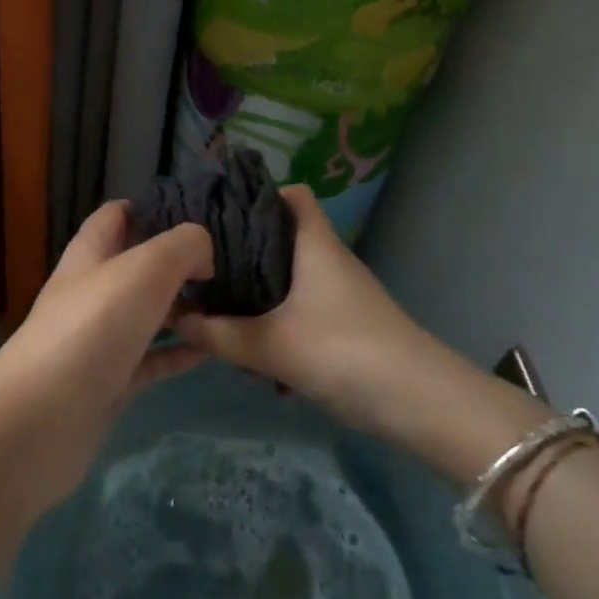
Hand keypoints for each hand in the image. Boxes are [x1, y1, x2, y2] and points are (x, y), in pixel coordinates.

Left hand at [0, 201, 212, 508]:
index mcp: (91, 253)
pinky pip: (153, 359)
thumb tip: (203, 255)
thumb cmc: (93, 326)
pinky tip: (215, 348)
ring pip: (149, 314)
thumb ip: (184, 246)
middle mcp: (93, 291)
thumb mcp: (145, 267)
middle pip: (138, 266)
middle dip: (180, 263)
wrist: (43, 418)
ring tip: (232, 303)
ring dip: (186, 309)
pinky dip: (181, 352)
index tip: (199, 214)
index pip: (117, 215)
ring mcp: (100, 339)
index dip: (153, 208)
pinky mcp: (111, 382)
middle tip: (230, 264)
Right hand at [175, 185, 467, 442]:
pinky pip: (301, 315)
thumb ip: (219, 334)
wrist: (421, 403)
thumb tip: (176, 318)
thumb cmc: (345, 352)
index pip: (293, 195)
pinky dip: (279, 331)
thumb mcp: (272, 345)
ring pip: (289, 284)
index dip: (259, 196)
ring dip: (258, 301)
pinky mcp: (346, 327)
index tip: (219, 216)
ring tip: (220, 318)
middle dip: (244, 256)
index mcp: (315, 245)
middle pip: (282, 241)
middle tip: (203, 270)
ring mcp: (341, 296)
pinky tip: (258, 362)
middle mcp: (330, 261)